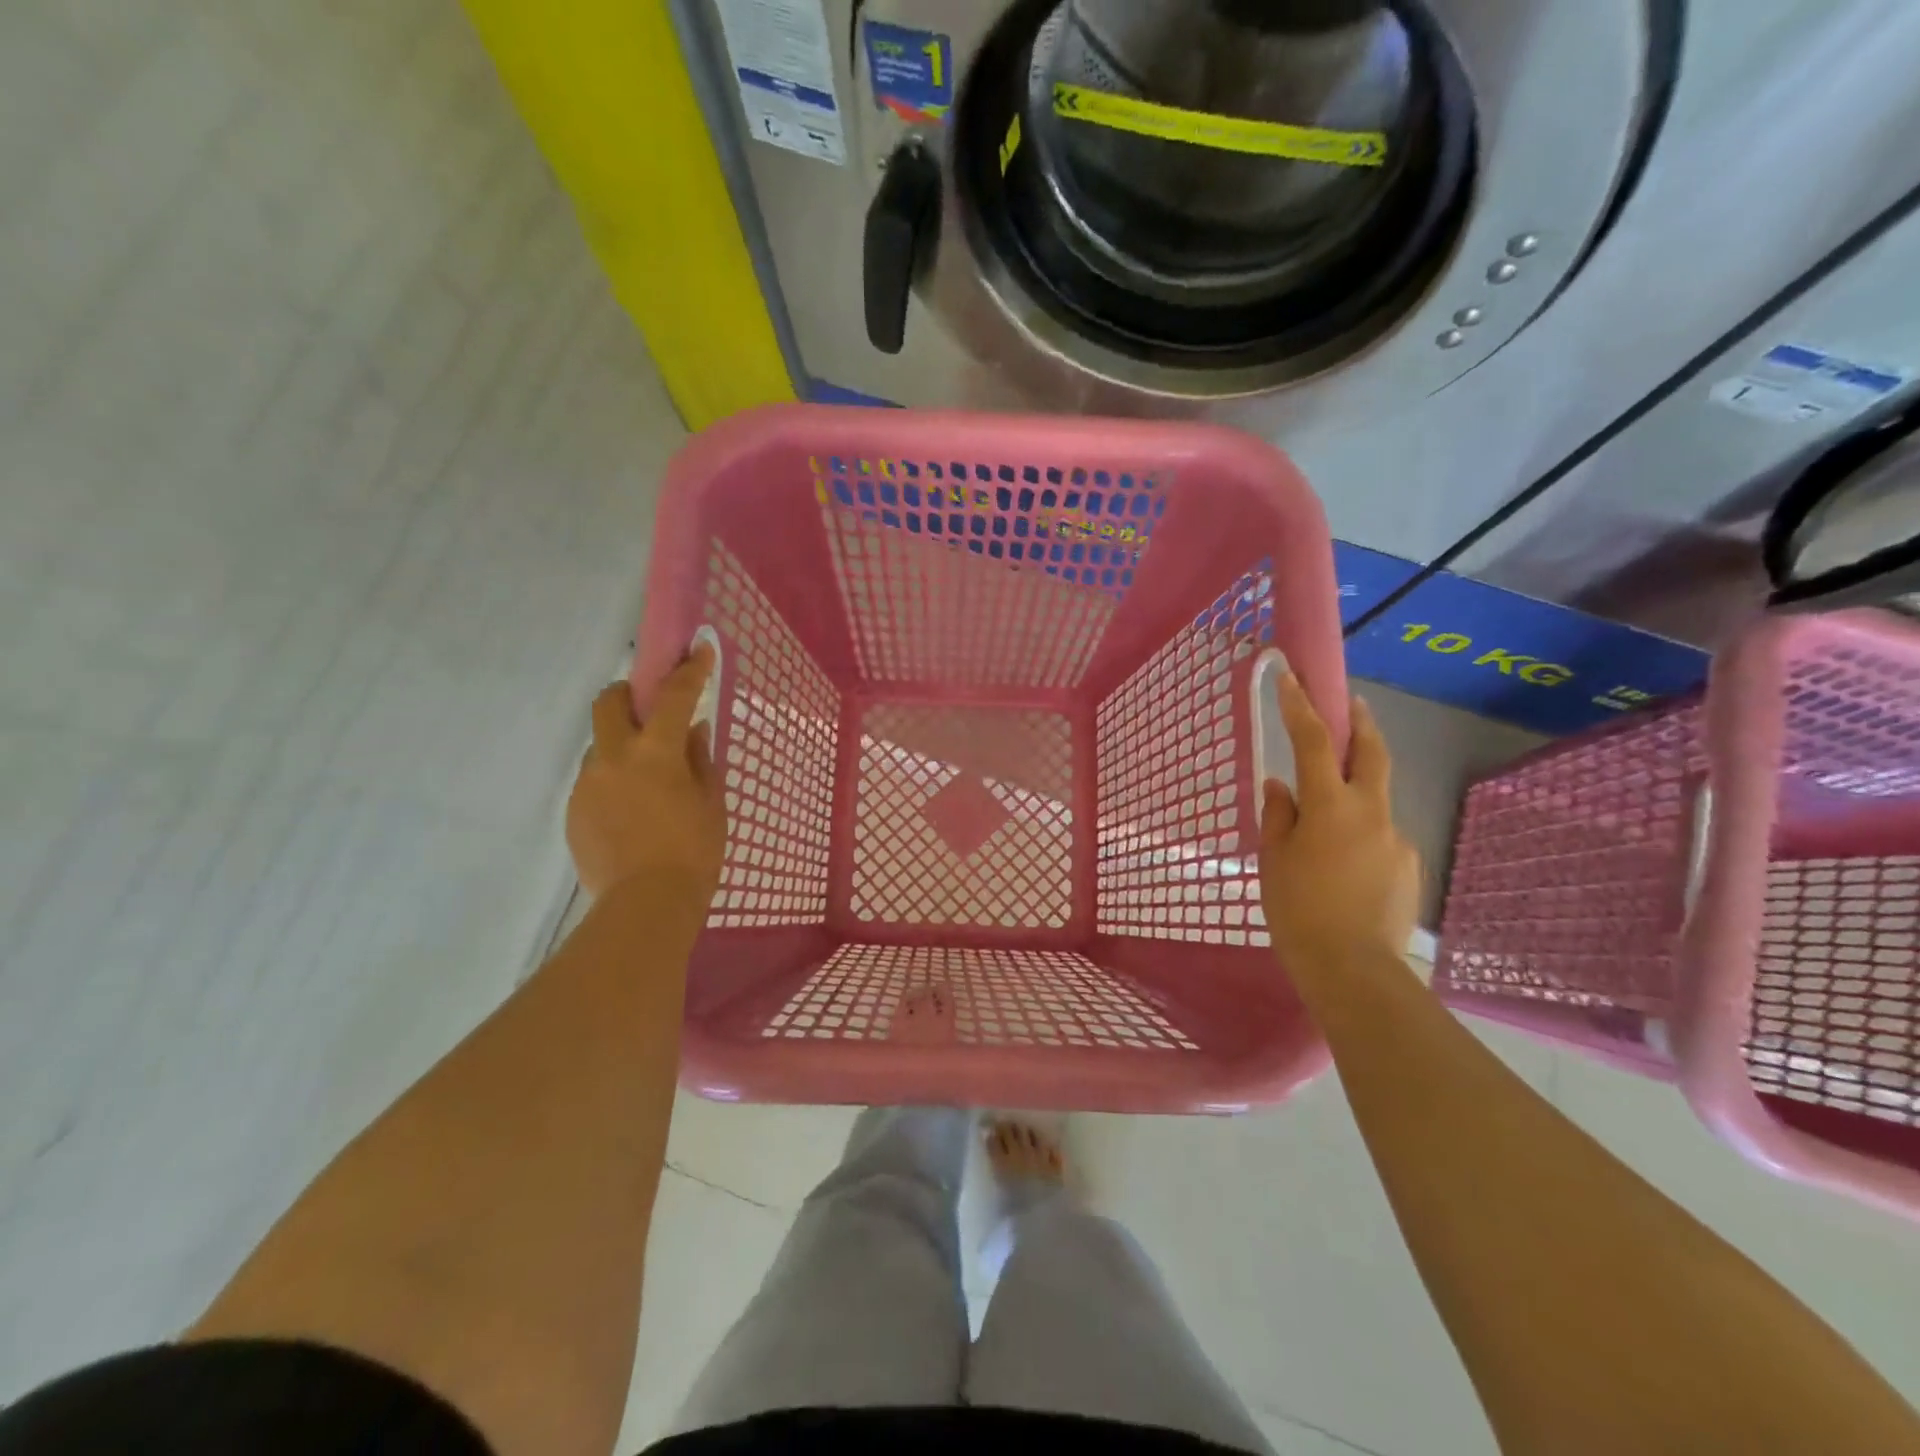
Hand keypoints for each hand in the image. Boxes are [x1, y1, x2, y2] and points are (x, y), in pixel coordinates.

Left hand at [566, 647, 725, 903]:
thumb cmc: (694, 852)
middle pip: (608, 704)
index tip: (698, 649)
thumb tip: (694, 730)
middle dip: (626, 694)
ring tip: (646, 782)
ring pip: (600, 747)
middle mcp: (613, 758)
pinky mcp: (574, 811)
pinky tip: (632, 814)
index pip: (673, 696)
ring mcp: (588, 784)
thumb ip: (700, 760)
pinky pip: (595, 781)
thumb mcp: (711, 803)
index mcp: (655, 753)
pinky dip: (613, 783)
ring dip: (621, 747)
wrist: (645, 906)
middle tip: (647, 710)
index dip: (689, 670)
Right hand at [1259, 674, 1420, 964]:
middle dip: (1362, 723)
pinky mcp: (1409, 867)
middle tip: (1353, 703)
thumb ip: (1279, 815)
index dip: (1301, 706)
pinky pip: (1380, 838)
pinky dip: (1361, 837)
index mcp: (1331, 806)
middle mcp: (1372, 812)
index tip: (1292, 677)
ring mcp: (1397, 839)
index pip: (1315, 742)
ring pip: (1375, 801)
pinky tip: (1344, 869)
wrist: (1354, 970)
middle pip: (1373, 753)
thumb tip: (1281, 786)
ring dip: (1356, 794)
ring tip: (1326, 830)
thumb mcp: (1274, 859)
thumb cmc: (1298, 910)